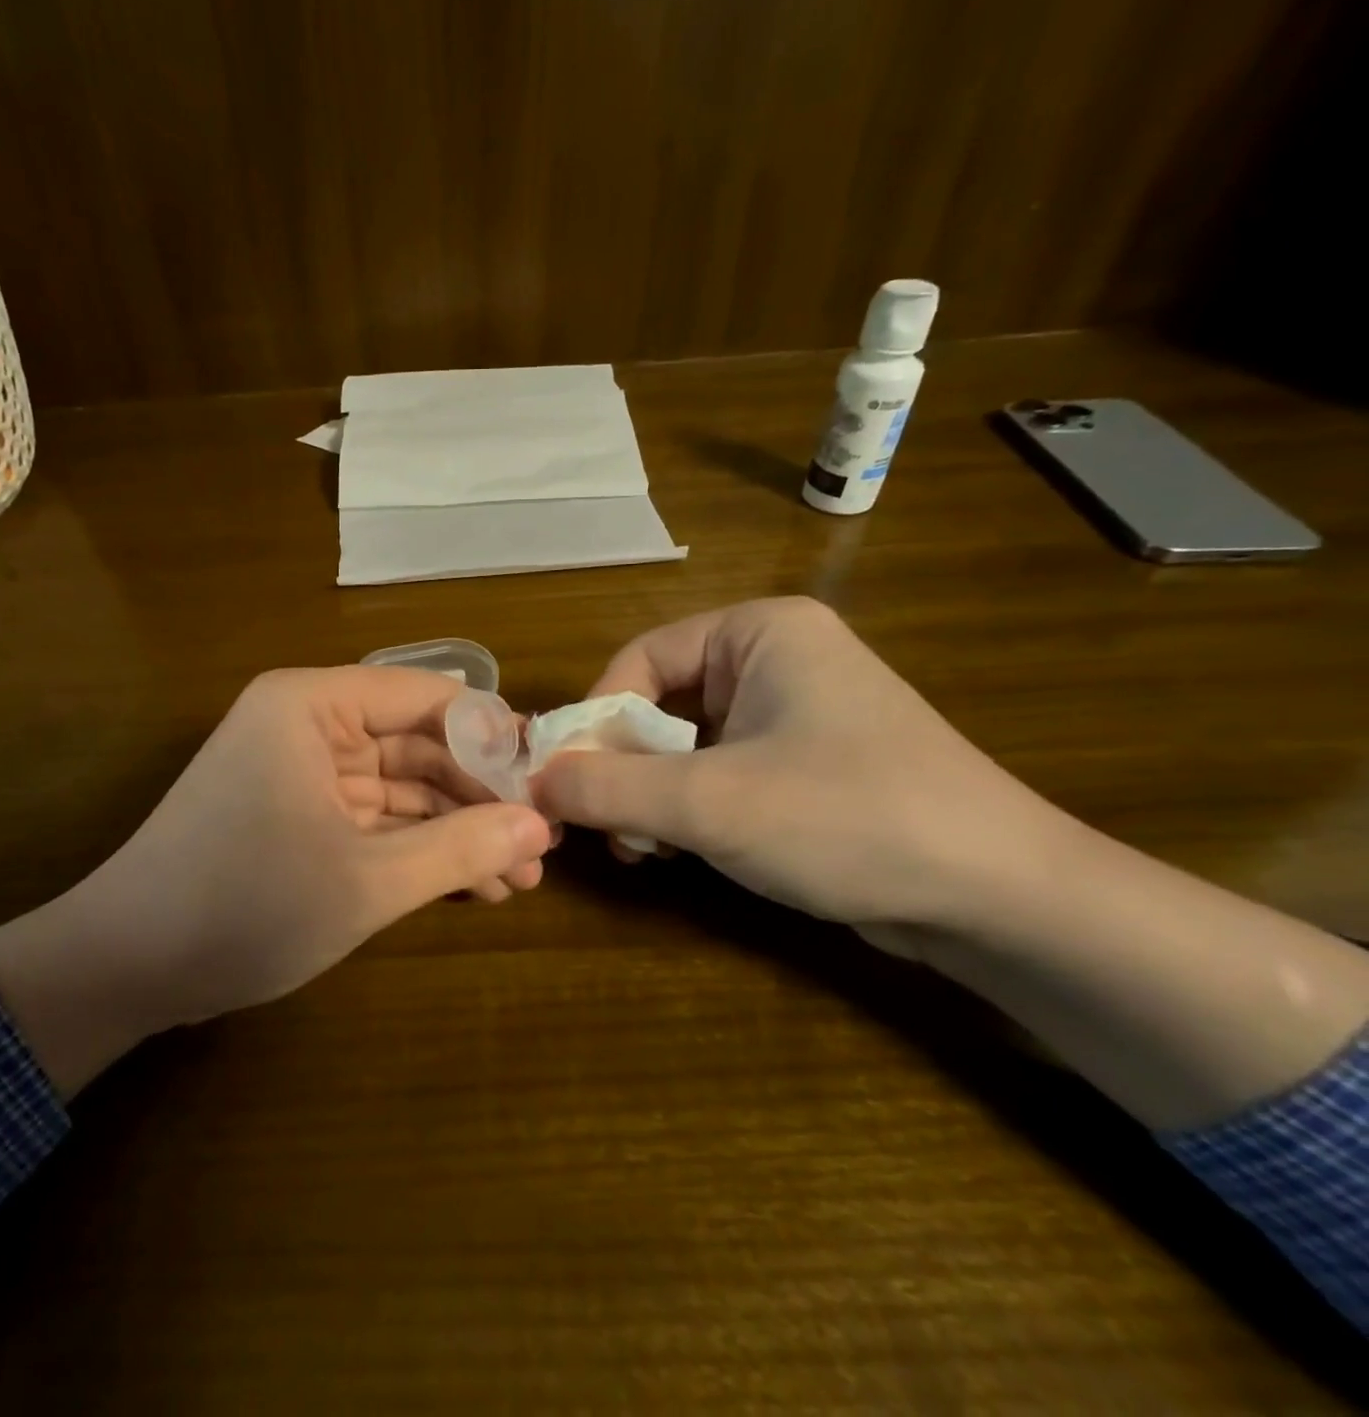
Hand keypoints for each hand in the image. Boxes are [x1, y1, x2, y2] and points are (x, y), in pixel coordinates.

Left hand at [0, 667, 551, 1094]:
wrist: (125, 969)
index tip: (547, 781)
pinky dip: (417, 847)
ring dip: (455, 829)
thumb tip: (541, 826)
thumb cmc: (244, 906)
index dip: (491, 736)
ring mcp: (300, 771)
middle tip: (541, 845)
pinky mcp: (296, 814)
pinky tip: (472, 883)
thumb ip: (461, 848)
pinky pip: (372, 817)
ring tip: (520, 878)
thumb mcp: (367, 881)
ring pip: (399, 786)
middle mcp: (307, 724)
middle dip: (479, 796)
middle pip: (416, 743)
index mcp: (313, 706)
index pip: (426, 697)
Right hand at [529, 597, 1058, 930]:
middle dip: (623, 767)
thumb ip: (606, 788)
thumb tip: (531, 783)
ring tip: (643, 848)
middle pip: (660, 703)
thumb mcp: (708, 803)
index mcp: (760, 633)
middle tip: (603, 826)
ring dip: (651, 795)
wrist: (1001, 898)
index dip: (595, 718)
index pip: (641, 658)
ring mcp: (796, 712)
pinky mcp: (807, 764)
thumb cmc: (847, 818)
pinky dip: (690, 809)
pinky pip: (721, 771)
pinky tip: (681, 852)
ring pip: (686, 744)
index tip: (569, 779)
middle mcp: (777, 659)